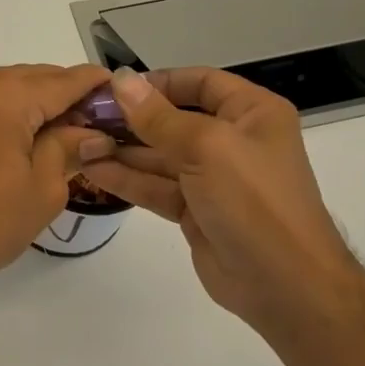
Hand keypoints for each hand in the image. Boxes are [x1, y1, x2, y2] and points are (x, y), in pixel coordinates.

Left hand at [0, 64, 116, 293]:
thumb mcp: (44, 187)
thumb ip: (69, 147)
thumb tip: (94, 134)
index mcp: (0, 97)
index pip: (59, 81)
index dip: (91, 83)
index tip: (115, 86)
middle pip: (27, 78)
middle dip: (60, 93)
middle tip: (91, 117)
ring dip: (28, 101)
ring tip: (57, 128)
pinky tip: (17, 134)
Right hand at [78, 67, 361, 337]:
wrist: (284, 285)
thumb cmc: (254, 200)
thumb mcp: (206, 147)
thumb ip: (157, 117)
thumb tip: (121, 80)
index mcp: (251, 113)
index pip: (200, 83)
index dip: (159, 82)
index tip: (116, 88)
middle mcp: (233, 140)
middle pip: (174, 119)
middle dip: (131, 119)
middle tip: (86, 116)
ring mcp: (213, 178)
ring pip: (159, 156)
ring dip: (121, 150)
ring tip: (80, 142)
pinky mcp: (194, 210)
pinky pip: (155, 186)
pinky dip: (126, 179)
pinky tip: (92, 169)